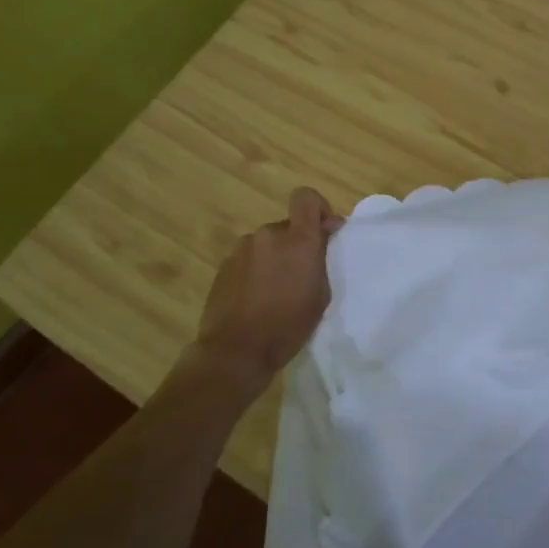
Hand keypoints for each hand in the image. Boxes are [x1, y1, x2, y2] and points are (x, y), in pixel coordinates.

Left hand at [192, 187, 341, 381]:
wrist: (236, 350)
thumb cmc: (288, 326)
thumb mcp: (320, 295)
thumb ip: (320, 259)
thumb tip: (321, 238)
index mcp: (297, 240)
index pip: (306, 197)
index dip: (318, 208)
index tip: (324, 232)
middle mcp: (267, 235)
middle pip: (287, 227)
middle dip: (296, 244)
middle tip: (301, 276)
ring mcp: (241, 249)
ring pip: (266, 245)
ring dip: (274, 259)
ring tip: (275, 292)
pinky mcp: (224, 266)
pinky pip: (248, 260)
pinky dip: (256, 271)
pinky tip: (256, 299)